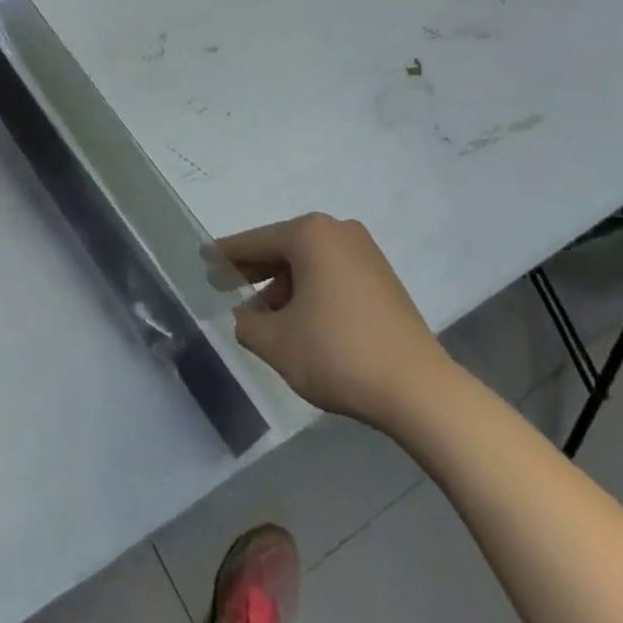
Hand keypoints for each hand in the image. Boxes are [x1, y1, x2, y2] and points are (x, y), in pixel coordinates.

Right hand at [218, 213, 453, 426]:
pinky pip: (331, 275)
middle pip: (283, 248)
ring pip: (308, 263)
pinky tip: (297, 320)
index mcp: (310, 235)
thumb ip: (247, 324)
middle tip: (224, 285)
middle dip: (254, 270)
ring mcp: (365, 253)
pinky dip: (309, 291)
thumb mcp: (276, 343)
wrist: (419, 390)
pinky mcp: (382, 278)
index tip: (203, 260)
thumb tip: (247, 315)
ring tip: (261, 316)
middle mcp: (338, 232)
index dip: (225, 255)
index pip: (255, 242)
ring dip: (282, 286)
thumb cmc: (338, 354)